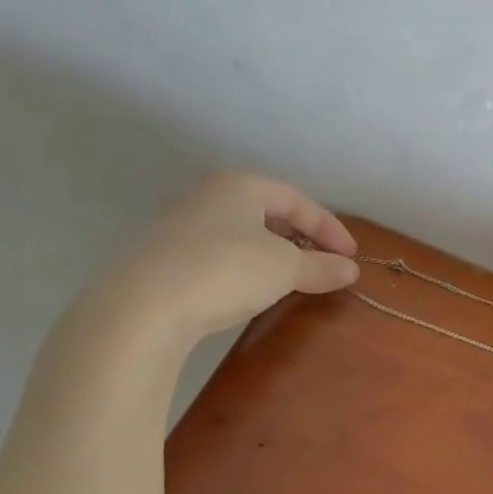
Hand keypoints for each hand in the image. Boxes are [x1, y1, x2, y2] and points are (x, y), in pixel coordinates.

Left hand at [91, 170, 359, 346]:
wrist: (142, 308)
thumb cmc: (226, 271)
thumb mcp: (286, 269)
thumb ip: (321, 266)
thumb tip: (350, 270)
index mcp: (240, 185)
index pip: (298, 201)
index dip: (330, 228)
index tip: (350, 256)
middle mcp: (208, 195)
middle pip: (269, 212)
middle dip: (301, 238)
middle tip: (323, 263)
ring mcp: (180, 224)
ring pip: (242, 232)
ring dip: (273, 253)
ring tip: (292, 277)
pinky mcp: (162, 255)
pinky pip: (219, 252)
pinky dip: (245, 265)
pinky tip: (251, 288)